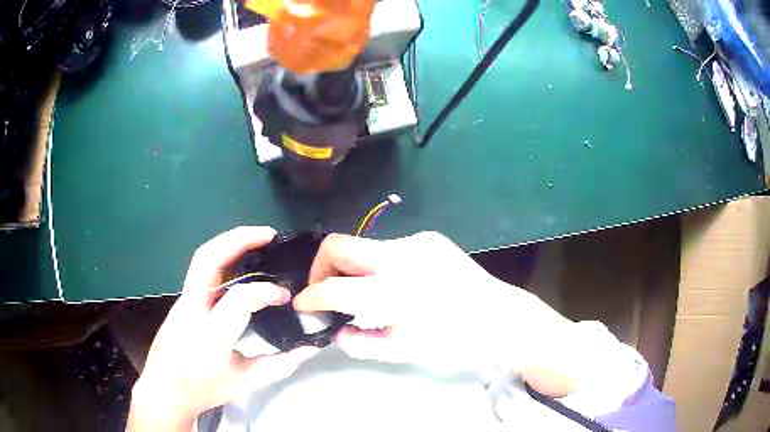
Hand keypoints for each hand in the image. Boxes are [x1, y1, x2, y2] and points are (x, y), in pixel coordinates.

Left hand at [128, 227, 319, 431]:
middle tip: (268, 234)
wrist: (165, 388)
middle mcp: (192, 310)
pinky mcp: (181, 299)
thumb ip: (280, 364)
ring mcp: (183, 301)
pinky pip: (202, 269)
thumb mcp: (245, 382)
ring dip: (230, 241)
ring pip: (202, 257)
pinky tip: (240, 261)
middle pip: (208, 259)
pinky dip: (224, 256)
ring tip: (258, 238)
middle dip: (239, 239)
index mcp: (211, 337)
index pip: (239, 300)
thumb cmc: (205, 389)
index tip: (284, 296)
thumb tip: (311, 348)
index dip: (265, 292)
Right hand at [293, 232, 579, 395]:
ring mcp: (417, 242)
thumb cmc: (454, 341)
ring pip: (363, 246)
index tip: (302, 304)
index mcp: (394, 293)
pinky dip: (378, 265)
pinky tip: (394, 283)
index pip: (333, 288)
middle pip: (337, 245)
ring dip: (353, 268)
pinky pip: (388, 248)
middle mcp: (401, 257)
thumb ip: (361, 342)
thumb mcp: (404, 351)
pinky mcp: (429, 238)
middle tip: (324, 292)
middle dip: (320, 268)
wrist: (500, 318)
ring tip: (363, 292)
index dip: (310, 296)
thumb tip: (333, 331)